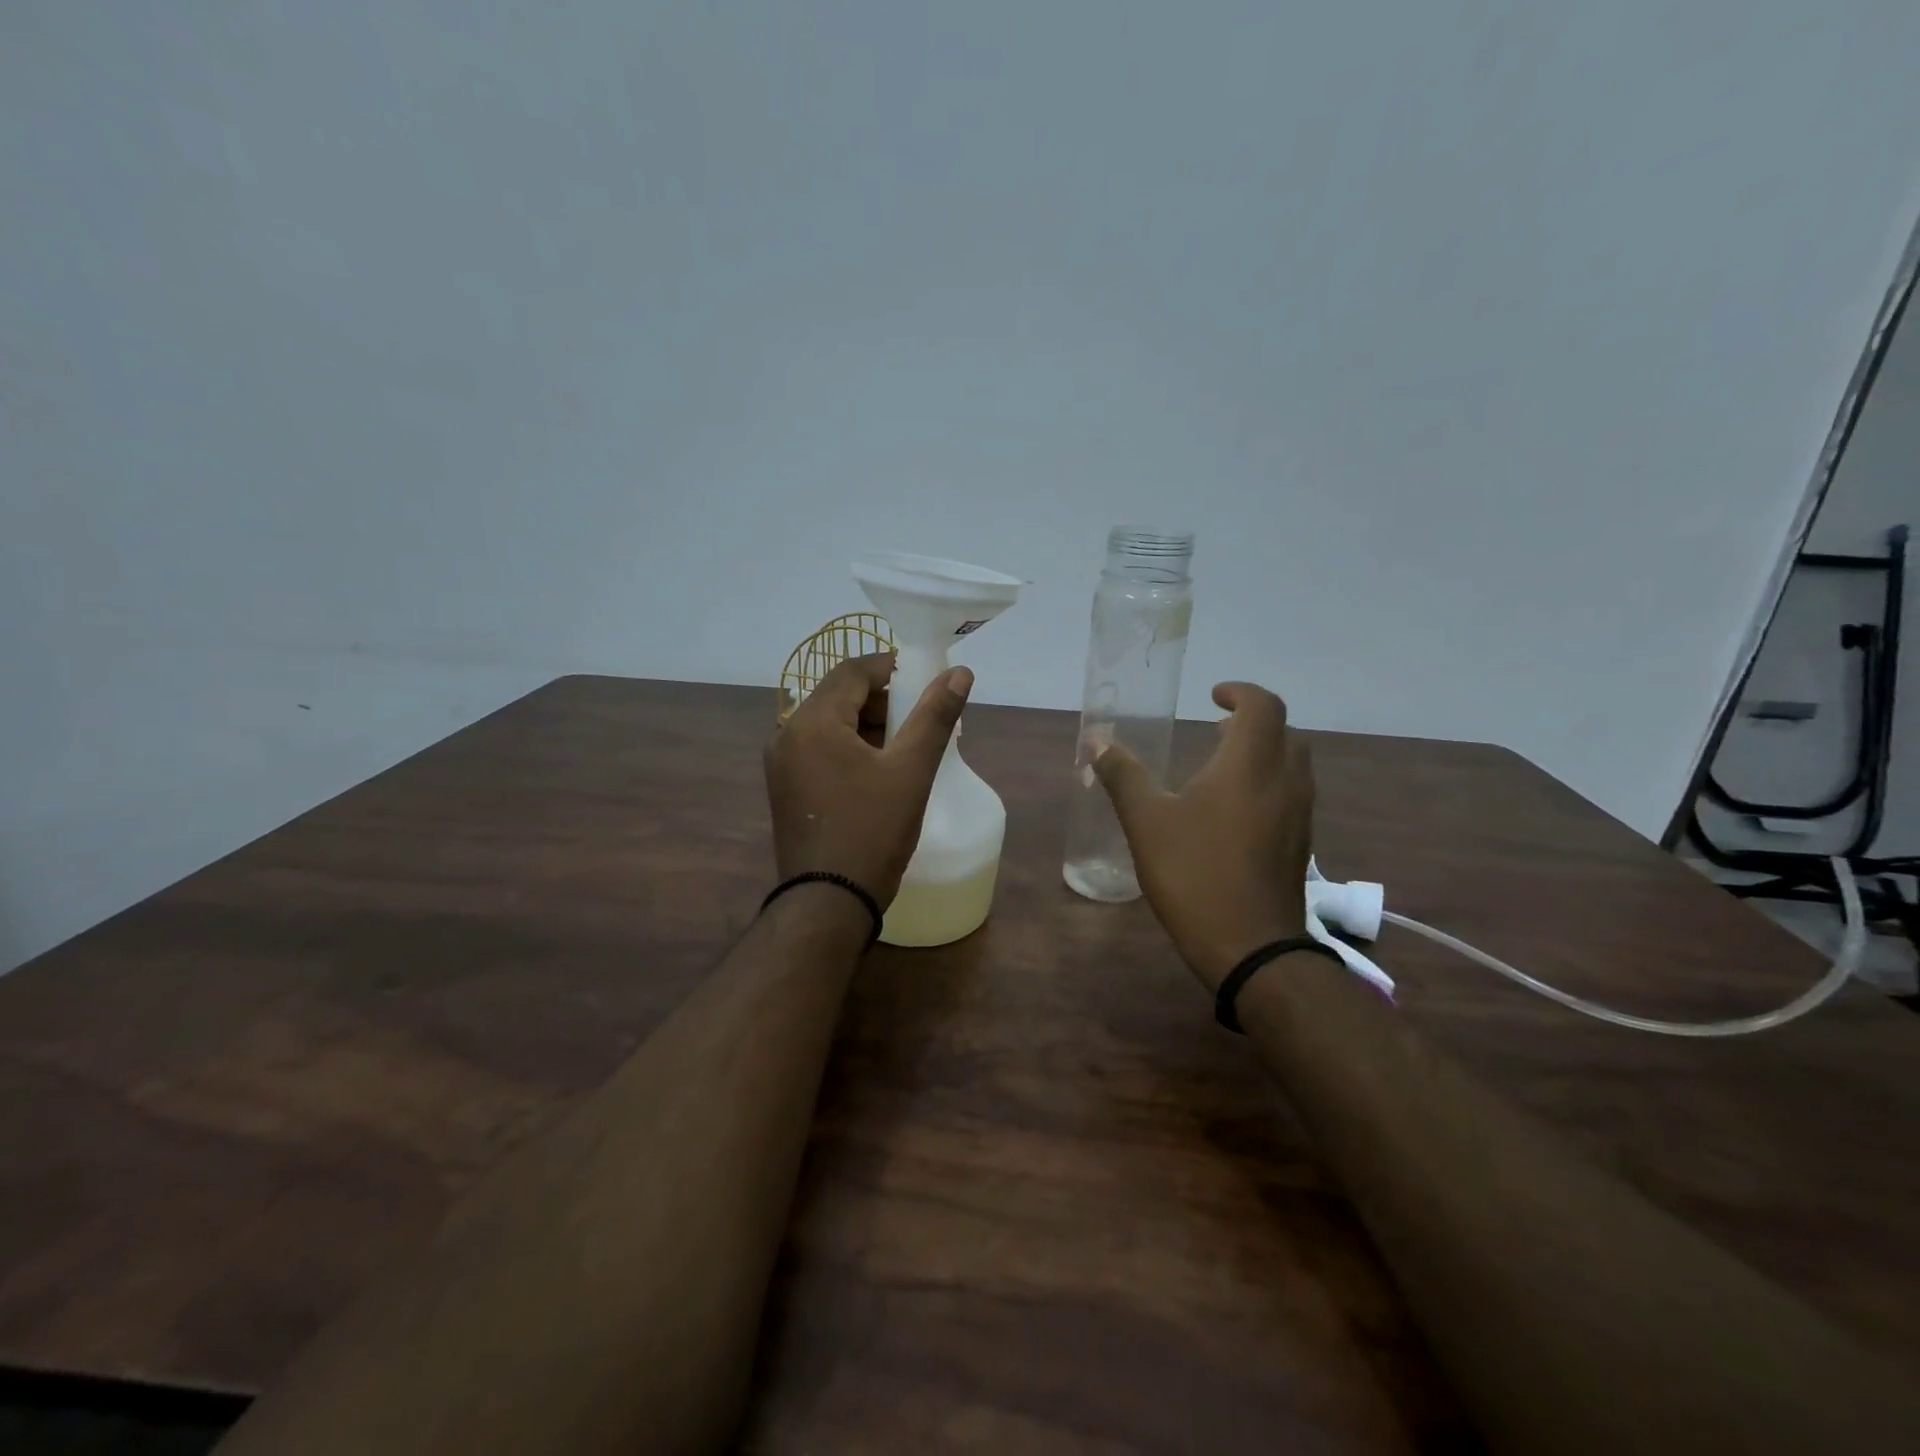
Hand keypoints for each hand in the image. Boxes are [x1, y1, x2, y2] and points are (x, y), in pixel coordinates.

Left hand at [765, 653, 972, 904]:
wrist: (827, 903)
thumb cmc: (872, 831)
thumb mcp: (911, 771)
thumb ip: (935, 717)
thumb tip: (960, 673)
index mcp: (813, 722)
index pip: (852, 671)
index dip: (892, 668)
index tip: (927, 681)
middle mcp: (787, 735)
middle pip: (839, 696)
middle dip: (882, 701)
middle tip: (921, 719)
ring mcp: (781, 764)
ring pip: (829, 724)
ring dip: (868, 725)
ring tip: (907, 747)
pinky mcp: (785, 788)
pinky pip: (820, 750)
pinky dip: (850, 748)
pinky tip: (879, 771)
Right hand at [1094, 682, 1312, 990]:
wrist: (1251, 948)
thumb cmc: (1195, 874)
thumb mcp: (1147, 822)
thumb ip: (1123, 776)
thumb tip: (1097, 742)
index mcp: (1250, 765)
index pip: (1263, 705)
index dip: (1240, 692)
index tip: (1213, 697)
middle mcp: (1285, 781)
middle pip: (1283, 732)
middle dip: (1252, 722)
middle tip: (1216, 730)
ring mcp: (1299, 815)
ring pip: (1291, 764)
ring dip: (1262, 752)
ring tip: (1222, 766)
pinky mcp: (1300, 844)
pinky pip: (1291, 794)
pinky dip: (1268, 782)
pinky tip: (1234, 811)